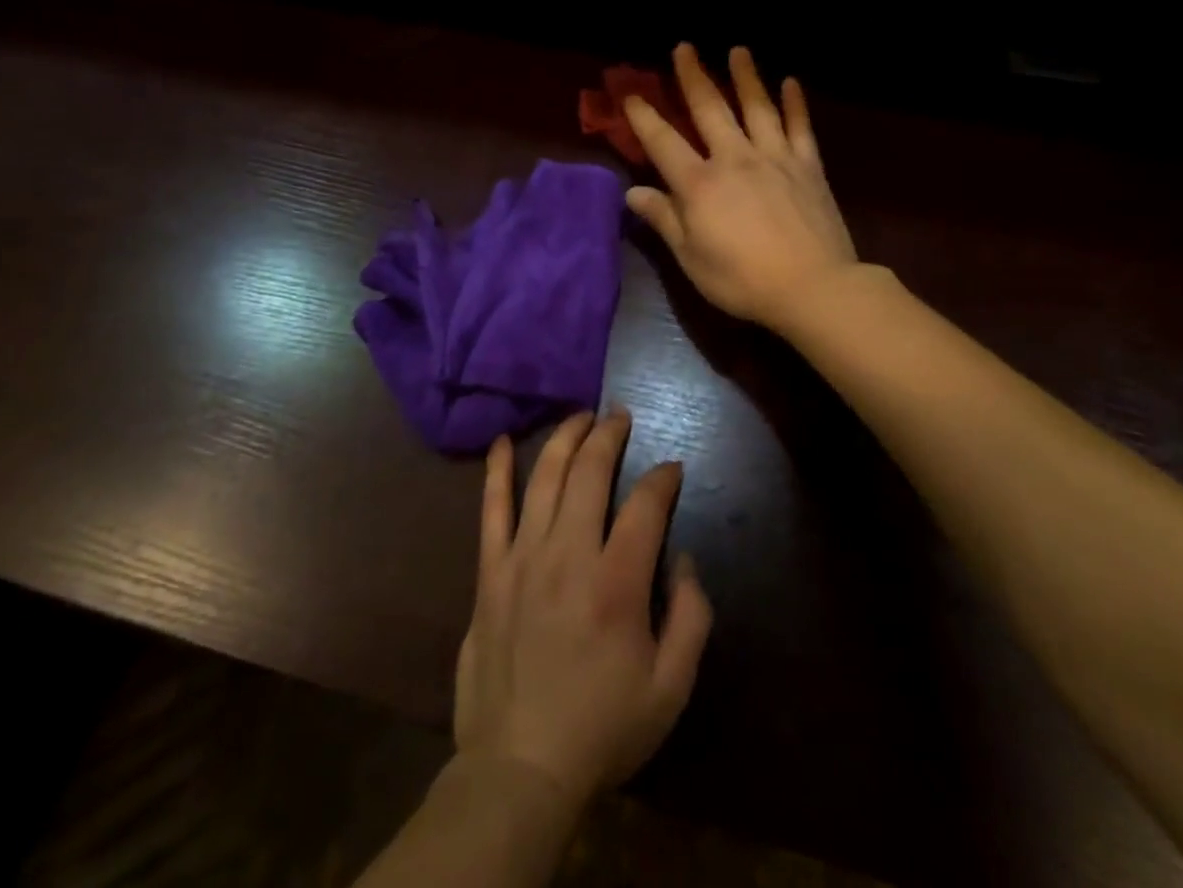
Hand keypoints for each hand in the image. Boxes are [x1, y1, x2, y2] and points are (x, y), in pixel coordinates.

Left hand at [454, 409, 712, 805]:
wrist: (519, 767)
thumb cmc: (602, 728)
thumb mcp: (671, 688)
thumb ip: (691, 616)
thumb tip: (683, 560)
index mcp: (617, 582)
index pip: (645, 504)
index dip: (663, 478)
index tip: (671, 468)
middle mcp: (568, 554)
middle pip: (590, 472)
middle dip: (609, 435)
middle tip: (620, 416)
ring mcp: (523, 558)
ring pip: (544, 477)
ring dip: (564, 438)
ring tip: (581, 416)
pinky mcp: (490, 572)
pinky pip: (491, 510)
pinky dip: (496, 472)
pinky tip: (500, 442)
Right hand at [624, 44, 857, 333]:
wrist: (813, 288)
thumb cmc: (742, 280)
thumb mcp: (691, 258)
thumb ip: (663, 220)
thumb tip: (632, 193)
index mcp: (699, 184)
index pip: (663, 142)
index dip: (643, 117)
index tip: (630, 94)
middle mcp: (734, 159)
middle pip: (710, 109)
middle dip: (693, 76)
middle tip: (684, 47)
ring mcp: (775, 158)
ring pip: (757, 107)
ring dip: (745, 76)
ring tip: (738, 50)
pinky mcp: (808, 166)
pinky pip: (800, 126)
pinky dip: (795, 103)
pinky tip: (791, 82)